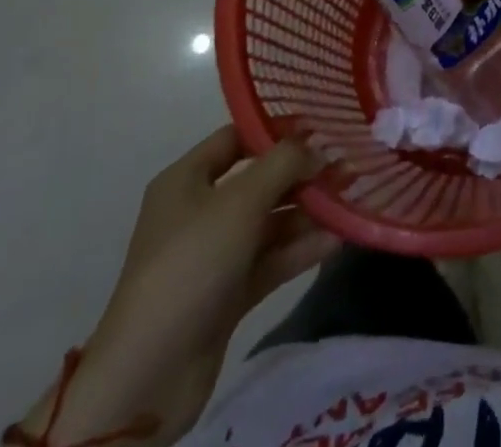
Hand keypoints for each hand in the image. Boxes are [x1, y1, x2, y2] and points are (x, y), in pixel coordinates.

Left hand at [15, 126, 338, 445]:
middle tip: (347, 165)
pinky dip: (300, 249)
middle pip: (259, 180)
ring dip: (308, 211)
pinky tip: (337, 240)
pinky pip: (270, 260)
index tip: (320, 125)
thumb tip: (316, 149)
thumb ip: (284, 164)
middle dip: (302, 173)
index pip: (235, 138)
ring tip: (351, 199)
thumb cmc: (191, 265)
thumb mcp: (240, 201)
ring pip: (269, 222)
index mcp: (186, 180)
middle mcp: (199, 211)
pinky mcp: (227, 294)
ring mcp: (213, 256)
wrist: (148, 375)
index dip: (276, 129)